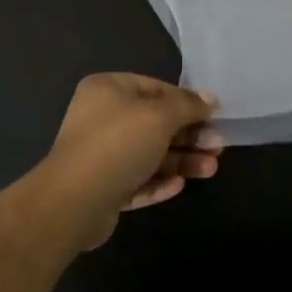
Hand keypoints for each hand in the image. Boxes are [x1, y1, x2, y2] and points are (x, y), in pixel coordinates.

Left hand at [37, 74, 221, 249]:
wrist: (73, 202)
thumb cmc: (118, 144)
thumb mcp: (160, 116)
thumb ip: (187, 105)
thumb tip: (210, 98)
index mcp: (108, 90)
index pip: (156, 89)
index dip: (187, 102)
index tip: (214, 116)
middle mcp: (102, 118)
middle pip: (155, 123)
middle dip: (189, 136)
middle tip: (218, 147)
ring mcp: (100, 155)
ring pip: (149, 154)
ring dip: (180, 161)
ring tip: (210, 169)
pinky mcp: (103, 188)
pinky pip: (137, 180)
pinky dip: (158, 181)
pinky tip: (179, 186)